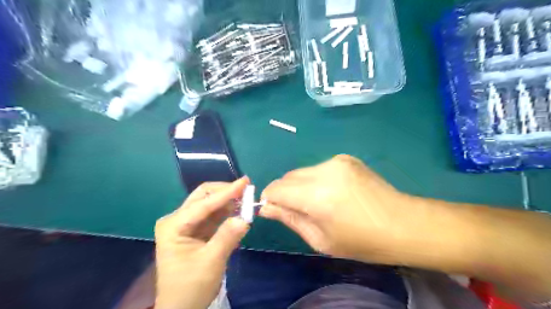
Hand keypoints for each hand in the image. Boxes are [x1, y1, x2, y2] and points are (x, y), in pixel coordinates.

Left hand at [154, 179, 249, 308]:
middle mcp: (177, 219)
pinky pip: (213, 215)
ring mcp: (186, 224)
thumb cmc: (191, 287)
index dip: (227, 192)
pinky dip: (227, 212)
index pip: (204, 203)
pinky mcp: (195, 230)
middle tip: (246, 190)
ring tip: (246, 199)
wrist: (181, 308)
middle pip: (204, 196)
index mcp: (174, 225)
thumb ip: (228, 237)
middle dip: (225, 192)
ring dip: (228, 201)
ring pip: (210, 204)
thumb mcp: (211, 262)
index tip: (246, 182)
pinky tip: (239, 210)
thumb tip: (245, 217)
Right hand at [262, 156, 415, 263]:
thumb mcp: (320, 239)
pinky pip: (319, 168)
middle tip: (299, 210)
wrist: (404, 224)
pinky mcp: (346, 158)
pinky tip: (334, 193)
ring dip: (301, 186)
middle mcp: (324, 171)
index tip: (274, 209)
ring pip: (303, 172)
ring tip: (320, 203)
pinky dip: (317, 180)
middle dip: (285, 192)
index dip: (270, 198)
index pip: (276, 188)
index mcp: (317, 195)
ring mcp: (336, 161)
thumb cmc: (362, 241)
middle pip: (288, 177)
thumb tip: (266, 207)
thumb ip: (290, 219)